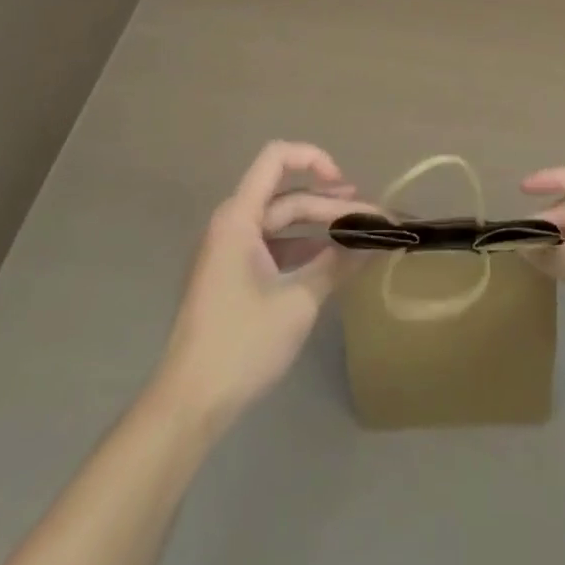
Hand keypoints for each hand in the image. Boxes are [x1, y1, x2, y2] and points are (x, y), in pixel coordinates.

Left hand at [155, 141, 373, 429]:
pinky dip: (304, 249)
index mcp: (239, 217)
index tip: (346, 187)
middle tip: (374, 220)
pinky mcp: (233, 276)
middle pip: (287, 196)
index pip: (277, 158)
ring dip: (320, 226)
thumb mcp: (298, 302)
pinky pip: (274, 246)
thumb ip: (338, 264)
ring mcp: (231, 251)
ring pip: (283, 222)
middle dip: (331, 204)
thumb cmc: (241, 344)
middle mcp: (232, 224)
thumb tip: (376, 240)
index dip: (314, 159)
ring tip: (359, 235)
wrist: (188, 406)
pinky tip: (332, 263)